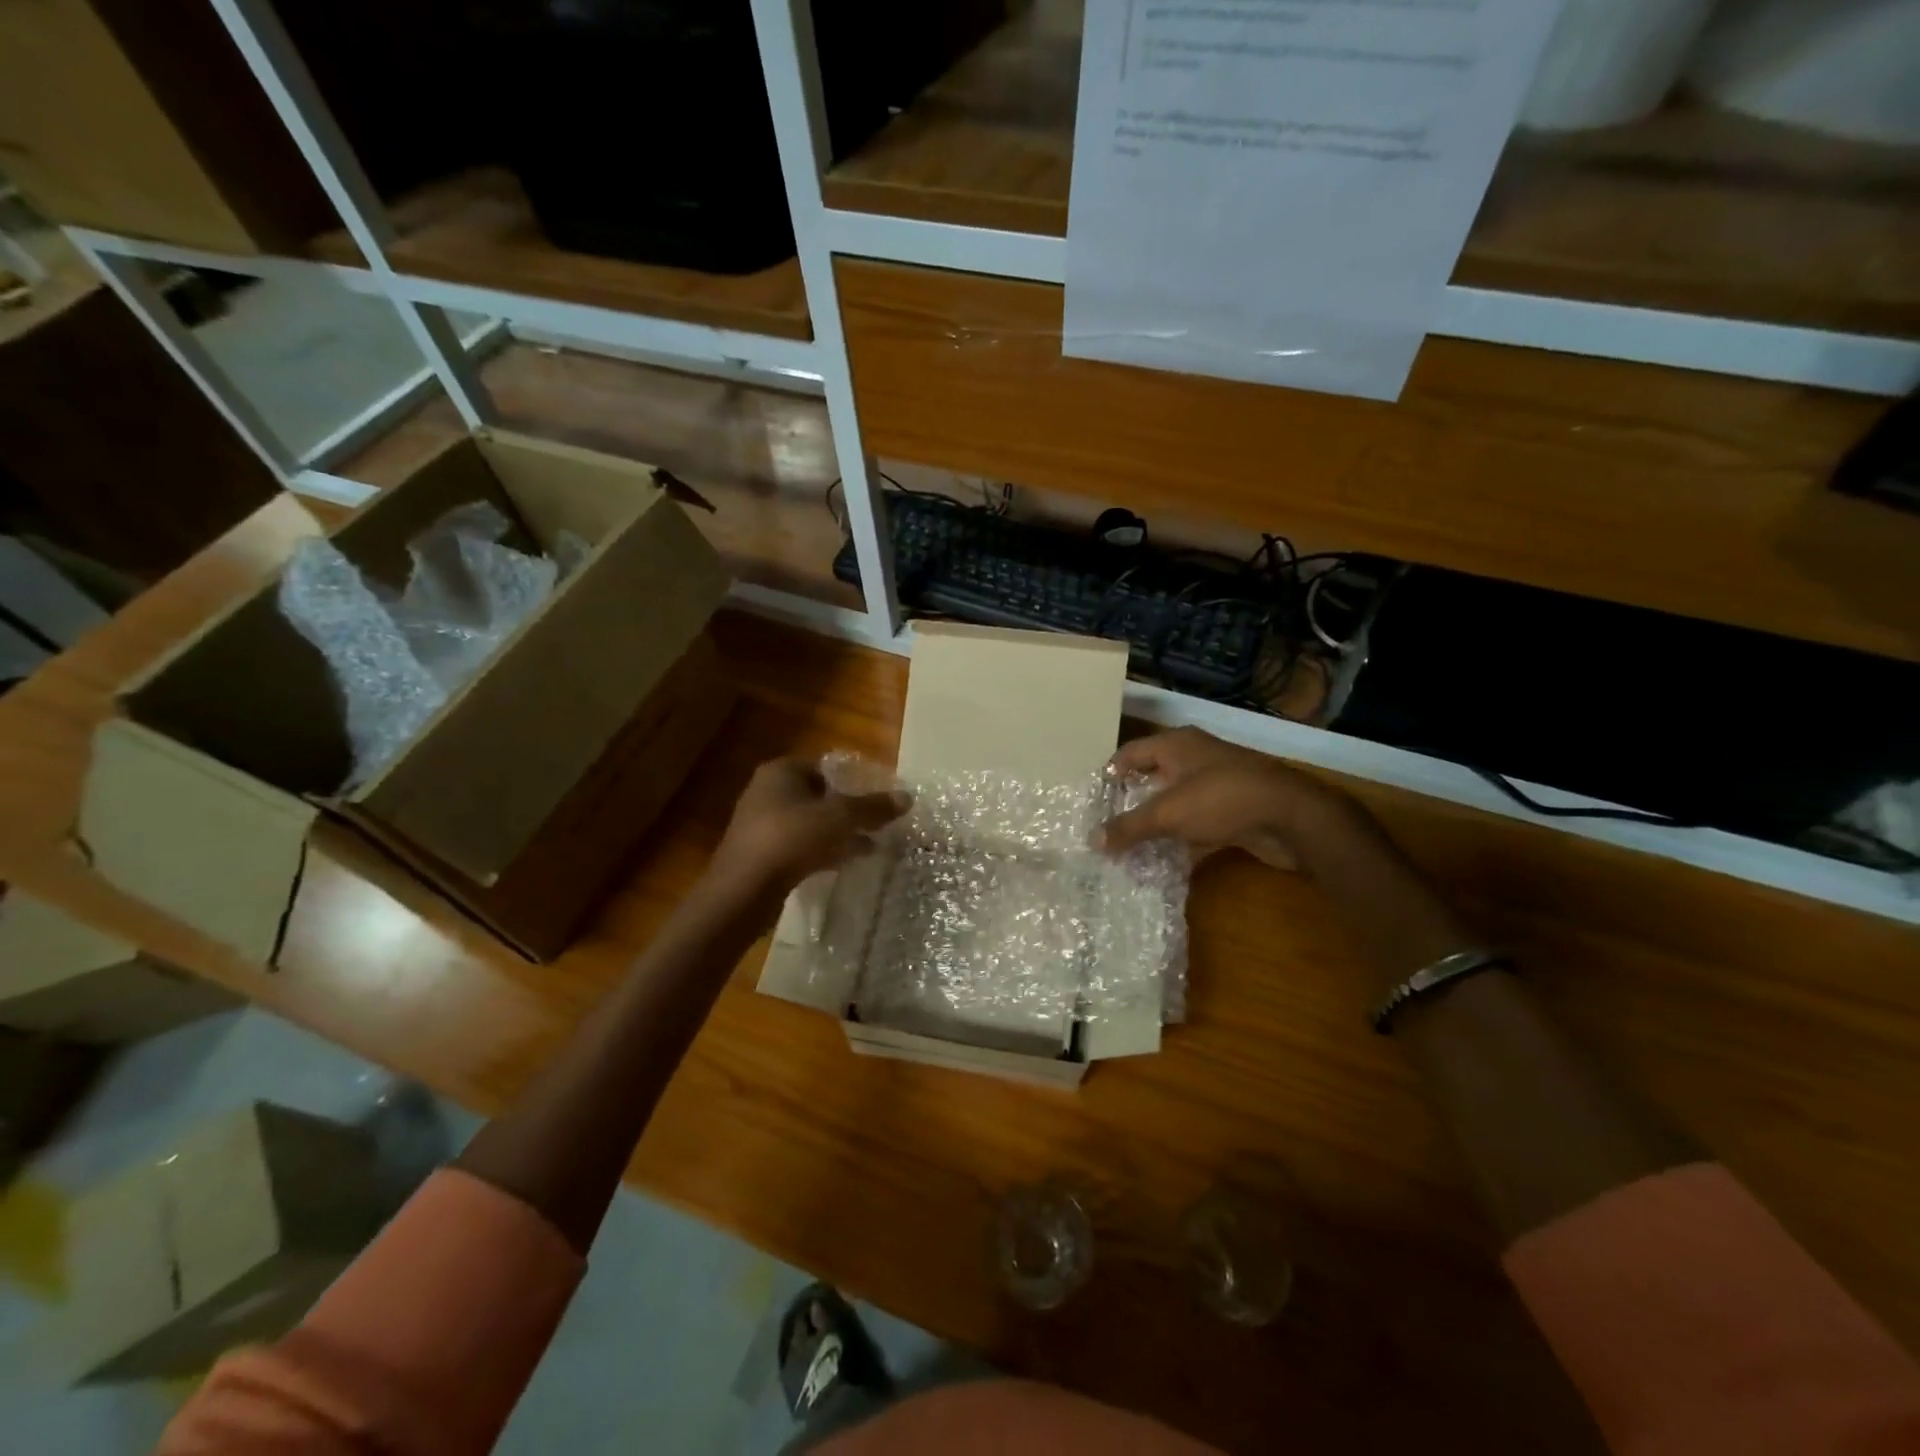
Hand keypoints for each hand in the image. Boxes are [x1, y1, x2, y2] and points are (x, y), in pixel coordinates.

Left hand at [708, 758, 910, 898]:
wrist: (744, 889)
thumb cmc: (792, 838)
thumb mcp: (840, 818)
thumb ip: (873, 806)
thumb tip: (907, 797)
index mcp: (781, 771)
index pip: (824, 767)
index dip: (852, 781)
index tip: (875, 800)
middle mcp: (766, 791)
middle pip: (818, 795)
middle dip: (846, 810)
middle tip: (875, 824)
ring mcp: (760, 823)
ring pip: (809, 822)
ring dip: (836, 833)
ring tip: (868, 845)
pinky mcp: (759, 853)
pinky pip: (798, 845)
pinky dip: (820, 850)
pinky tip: (843, 863)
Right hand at [1095, 728, 1359, 870]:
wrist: (1292, 817)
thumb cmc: (1222, 799)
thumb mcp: (1168, 813)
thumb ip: (1130, 827)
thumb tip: (1093, 840)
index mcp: (1177, 745)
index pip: (1130, 753)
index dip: (1110, 773)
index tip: (1093, 799)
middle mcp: (1195, 759)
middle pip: (1152, 777)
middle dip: (1130, 802)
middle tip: (1106, 826)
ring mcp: (1216, 785)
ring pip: (1175, 803)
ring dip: (1155, 824)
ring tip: (1127, 848)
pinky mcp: (1232, 812)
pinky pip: (1196, 825)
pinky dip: (1180, 841)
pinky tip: (1163, 862)